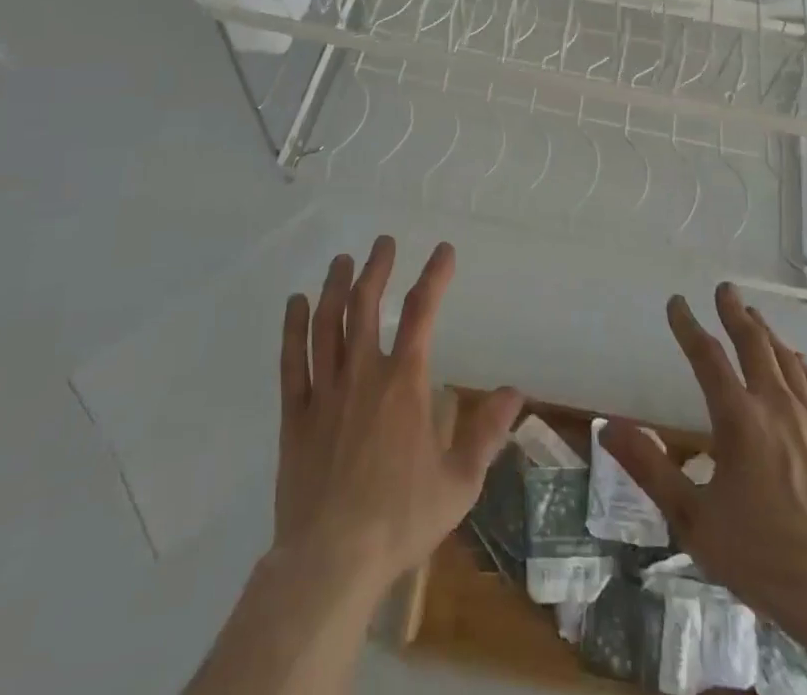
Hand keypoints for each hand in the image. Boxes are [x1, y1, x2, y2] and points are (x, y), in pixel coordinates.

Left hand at [275, 236, 523, 594]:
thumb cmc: (400, 520)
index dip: (434, 276)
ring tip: (342, 260)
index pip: (422, 313)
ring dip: (335, 286)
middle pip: (366, 305)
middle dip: (376, 268)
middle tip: (383, 243)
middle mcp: (363, 374)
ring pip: (327, 323)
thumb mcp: (459, 482)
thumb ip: (486, 432)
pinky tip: (296, 304)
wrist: (331, 562)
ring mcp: (324, 391)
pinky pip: (292, 360)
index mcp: (404, 384)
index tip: (443, 250)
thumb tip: (514, 392)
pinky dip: (293, 327)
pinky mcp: (295, 415)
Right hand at [602, 285, 806, 636]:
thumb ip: (649, 468)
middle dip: (735, 314)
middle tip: (725, 289)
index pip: (707, 357)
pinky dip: (802, 367)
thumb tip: (606, 427)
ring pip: (788, 362)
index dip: (688, 326)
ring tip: (755, 317)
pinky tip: (799, 364)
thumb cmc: (763, 559)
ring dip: (767, 334)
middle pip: (754, 345)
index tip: (676, 302)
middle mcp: (777, 408)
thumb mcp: (693, 520)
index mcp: (739, 420)